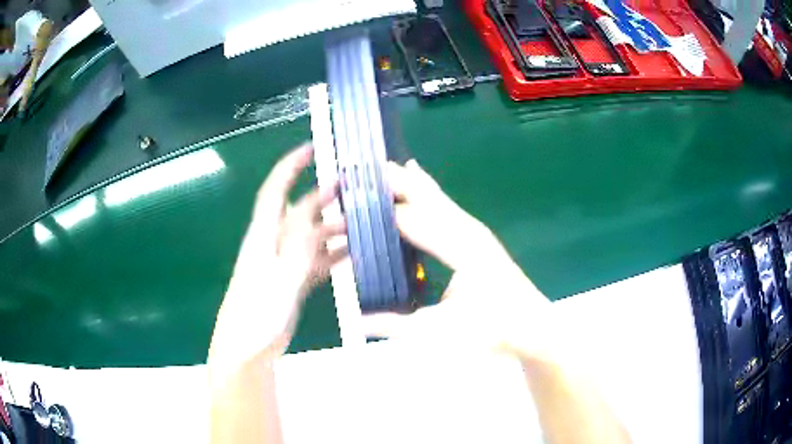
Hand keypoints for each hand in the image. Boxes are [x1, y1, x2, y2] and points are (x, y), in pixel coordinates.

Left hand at [209, 144, 345, 367]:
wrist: (247, 349)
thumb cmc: (256, 315)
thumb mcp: (278, 280)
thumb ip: (297, 248)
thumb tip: (312, 213)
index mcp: (263, 236)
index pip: (276, 190)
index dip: (291, 166)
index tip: (311, 148)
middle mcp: (273, 244)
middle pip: (299, 210)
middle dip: (322, 195)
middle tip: (352, 186)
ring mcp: (283, 264)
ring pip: (311, 236)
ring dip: (333, 227)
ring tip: (361, 222)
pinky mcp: (292, 282)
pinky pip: (315, 261)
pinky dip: (332, 255)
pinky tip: (352, 254)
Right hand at [364, 160, 551, 356]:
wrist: (531, 326)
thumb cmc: (492, 329)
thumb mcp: (440, 332)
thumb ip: (395, 325)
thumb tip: (357, 320)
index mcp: (460, 250)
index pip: (414, 222)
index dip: (384, 211)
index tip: (354, 200)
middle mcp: (468, 231)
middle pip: (427, 199)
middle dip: (398, 182)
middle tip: (367, 168)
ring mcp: (475, 231)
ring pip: (437, 198)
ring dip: (412, 182)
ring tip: (388, 167)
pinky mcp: (477, 236)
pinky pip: (446, 206)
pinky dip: (428, 191)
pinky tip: (420, 179)